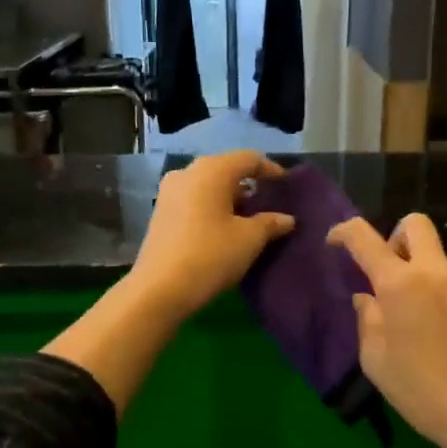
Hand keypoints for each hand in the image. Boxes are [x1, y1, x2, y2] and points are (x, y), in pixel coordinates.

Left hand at [129, 151, 295, 317]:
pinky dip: (211, 207)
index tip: (285, 184)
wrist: (159, 289)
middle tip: (267, 203)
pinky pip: (193, 200)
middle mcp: (187, 173)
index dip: (270, 169)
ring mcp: (169, 192)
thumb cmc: (211, 255)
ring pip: (207, 186)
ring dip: (229, 198)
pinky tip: (222, 229)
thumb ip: (270, 223)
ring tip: (247, 219)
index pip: (248, 158)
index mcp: (212, 170)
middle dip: (248, 184)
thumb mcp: (249, 239)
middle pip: (225, 169)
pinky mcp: (160, 213)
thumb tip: (287, 219)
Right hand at [327, 213, 446, 447]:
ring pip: (437, 262)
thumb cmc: (422, 391)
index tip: (335, 243)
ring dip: (420, 277)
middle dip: (394, 237)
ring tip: (416, 324)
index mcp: (400, 283)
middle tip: (386, 273)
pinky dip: (441, 301)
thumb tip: (368, 299)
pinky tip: (443, 340)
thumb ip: (367, 320)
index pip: (364, 238)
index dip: (343, 232)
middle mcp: (436, 273)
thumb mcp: (376, 361)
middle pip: (415, 225)